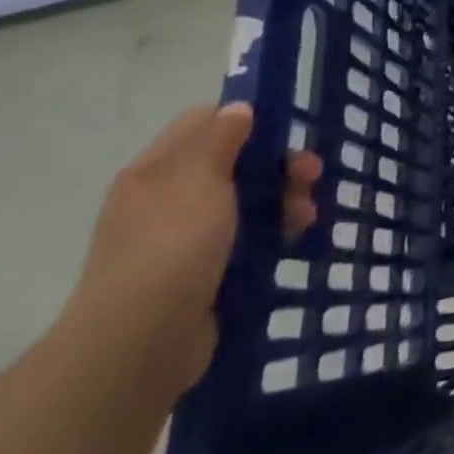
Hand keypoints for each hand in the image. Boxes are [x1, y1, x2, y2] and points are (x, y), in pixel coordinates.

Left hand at [63, 104, 321, 396]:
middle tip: (312, 176)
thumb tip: (238, 108)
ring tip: (307, 216)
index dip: (246, 119)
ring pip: (246, 201)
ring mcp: (183, 238)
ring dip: (283, 200)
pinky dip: (273, 234)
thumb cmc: (171, 247)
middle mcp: (166, 198)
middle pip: (234, 162)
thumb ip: (221, 137)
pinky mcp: (202, 272)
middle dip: (278, 165)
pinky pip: (246, 239)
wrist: (141, 345)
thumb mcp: (199, 179)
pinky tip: (294, 240)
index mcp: (157, 169)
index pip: (204, 122)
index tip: (285, 132)